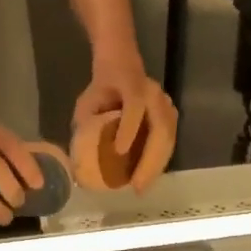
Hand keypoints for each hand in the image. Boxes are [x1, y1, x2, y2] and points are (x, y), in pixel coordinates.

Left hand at [72, 56, 177, 191]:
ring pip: (168, 138)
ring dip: (156, 165)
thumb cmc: (101, 88)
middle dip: (149, 160)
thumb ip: (85, 126)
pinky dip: (159, 161)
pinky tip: (148, 176)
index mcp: (132, 84)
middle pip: (160, 128)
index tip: (118, 151)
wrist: (122, 65)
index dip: (129, 127)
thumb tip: (79, 162)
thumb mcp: (87, 102)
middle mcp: (154, 94)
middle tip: (136, 186)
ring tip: (142, 186)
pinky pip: (169, 141)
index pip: (134, 105)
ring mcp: (166, 104)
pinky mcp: (171, 116)